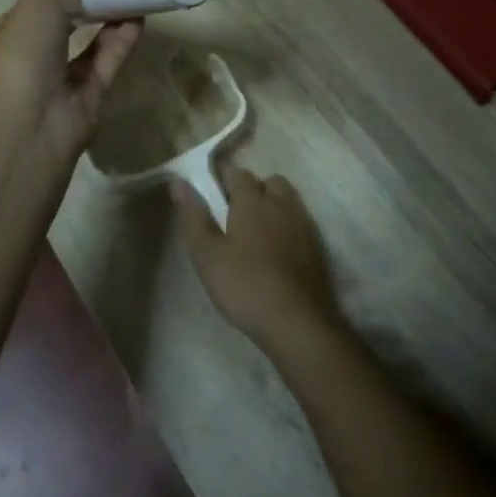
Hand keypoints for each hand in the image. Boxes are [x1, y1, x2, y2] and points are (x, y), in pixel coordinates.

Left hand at [0, 0, 141, 169]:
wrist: (29, 129)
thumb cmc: (21, 57)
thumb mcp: (34, 4)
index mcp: (7, 35)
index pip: (33, 5)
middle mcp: (32, 58)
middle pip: (63, 22)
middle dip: (88, 1)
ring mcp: (60, 80)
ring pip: (89, 43)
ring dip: (108, 18)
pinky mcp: (88, 98)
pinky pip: (107, 62)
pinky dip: (122, 41)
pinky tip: (139, 18)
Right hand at [174, 167, 341, 352]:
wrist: (296, 323)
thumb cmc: (244, 285)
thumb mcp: (207, 254)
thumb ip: (193, 216)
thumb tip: (179, 182)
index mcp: (252, 200)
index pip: (237, 173)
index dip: (222, 178)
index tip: (211, 191)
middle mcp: (280, 204)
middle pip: (268, 182)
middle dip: (252, 189)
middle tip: (234, 213)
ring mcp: (302, 225)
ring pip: (287, 201)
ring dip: (273, 206)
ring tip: (255, 232)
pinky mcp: (316, 248)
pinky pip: (299, 224)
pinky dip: (287, 227)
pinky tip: (276, 251)